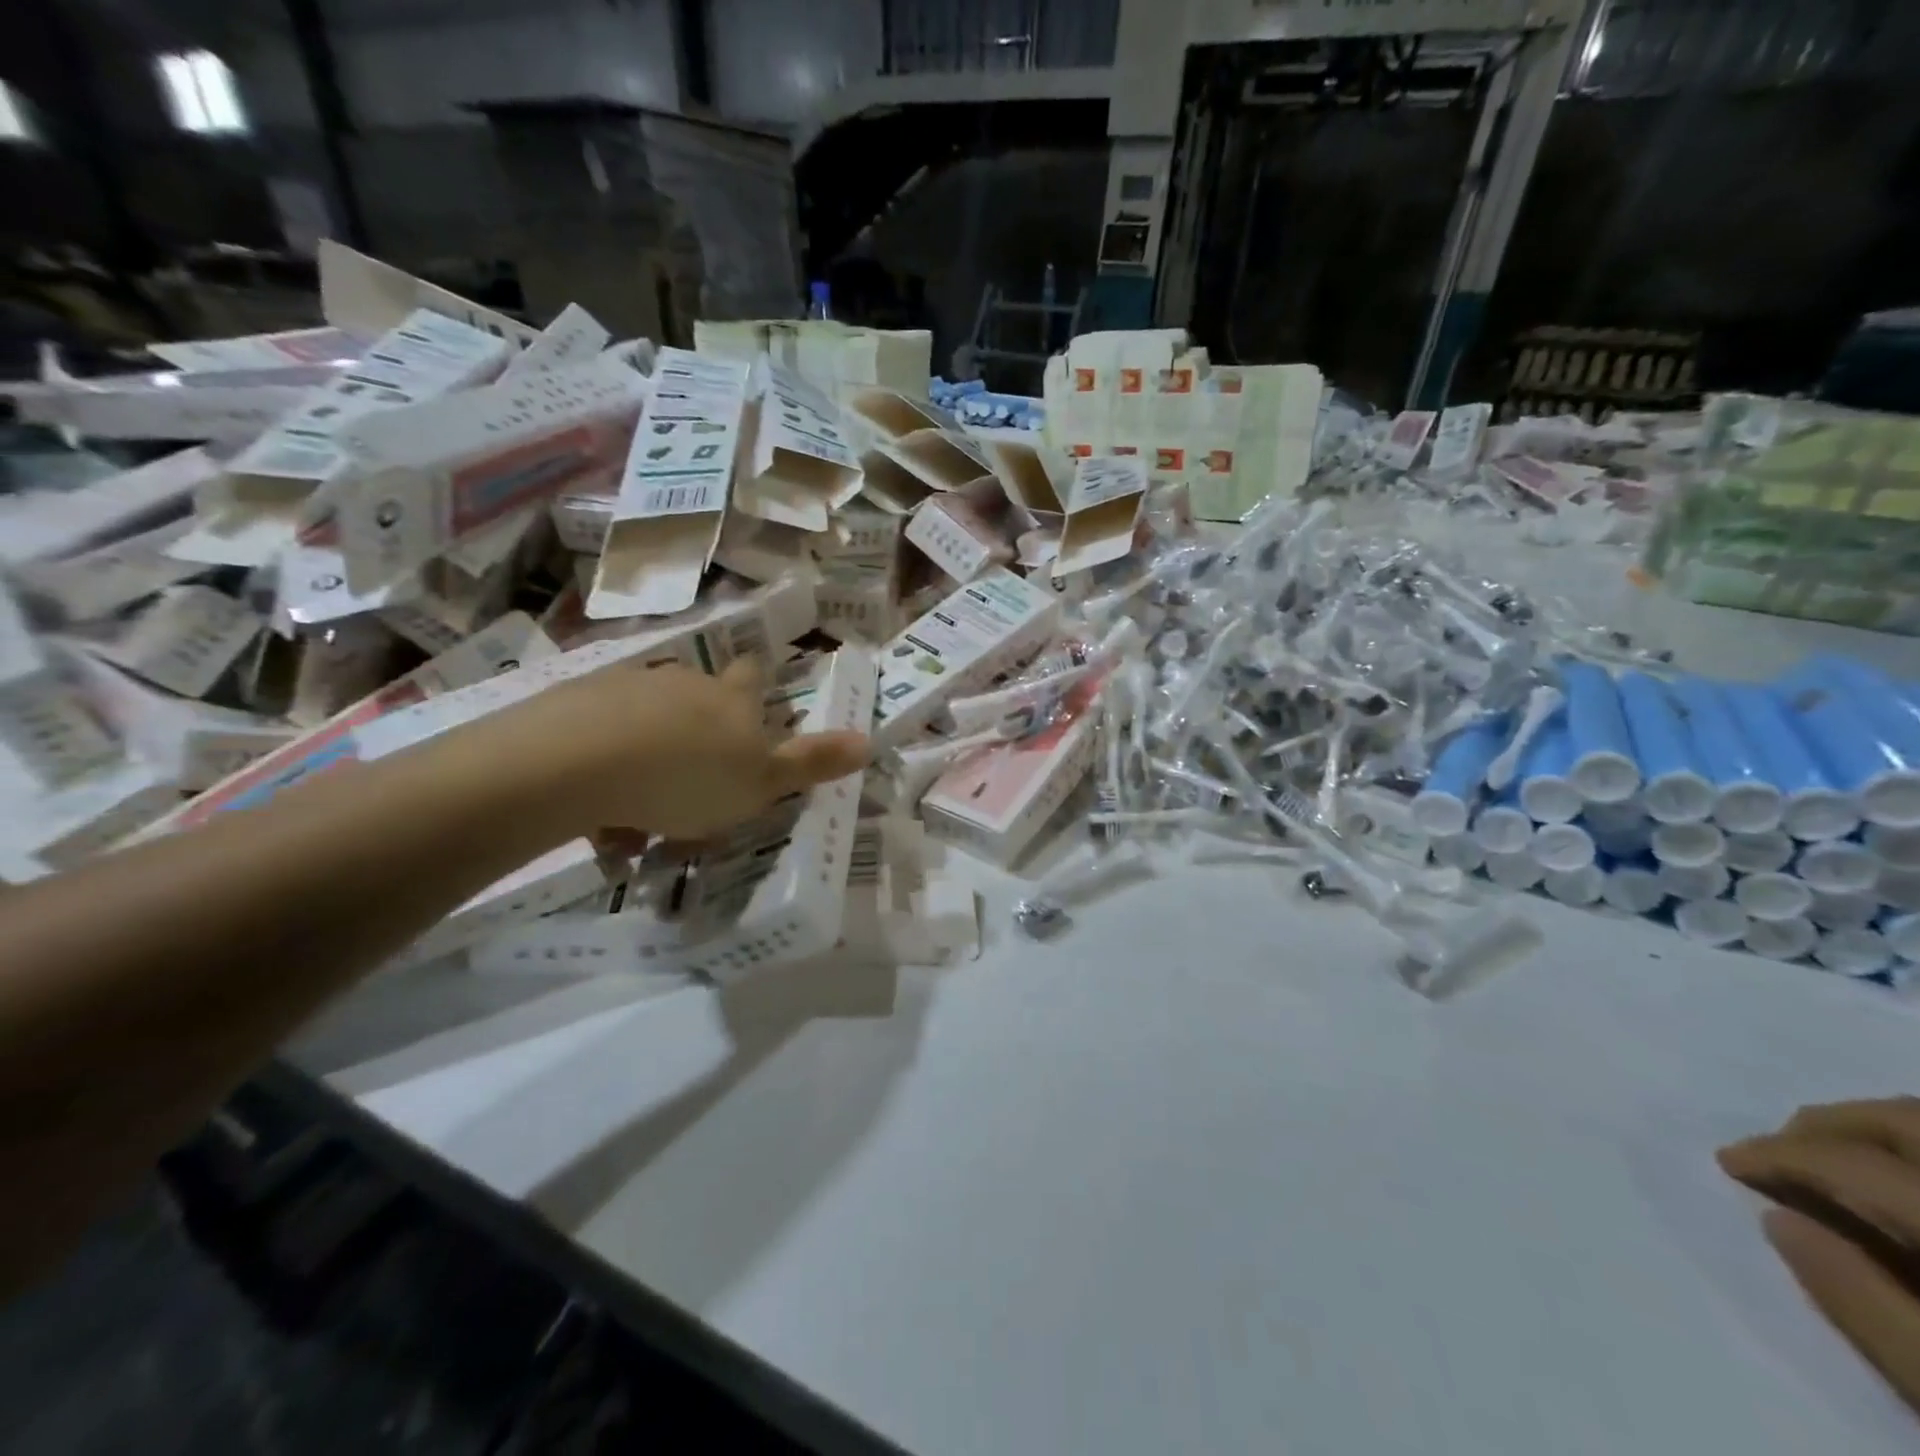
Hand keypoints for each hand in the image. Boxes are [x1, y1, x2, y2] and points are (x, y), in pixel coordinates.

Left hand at [487, 655, 869, 842]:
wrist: (579, 764)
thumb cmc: (689, 777)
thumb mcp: (762, 782)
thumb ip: (812, 763)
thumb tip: (869, 740)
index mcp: (730, 699)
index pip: (752, 675)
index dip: (755, 685)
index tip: (750, 711)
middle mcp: (682, 683)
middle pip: (696, 701)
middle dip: (697, 737)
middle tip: (692, 791)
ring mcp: (625, 689)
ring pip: (645, 726)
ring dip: (648, 764)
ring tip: (639, 825)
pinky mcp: (574, 705)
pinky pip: (599, 741)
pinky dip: (605, 774)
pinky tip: (601, 818)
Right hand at [1719, 1098, 1919, 1412]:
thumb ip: (1866, 1306)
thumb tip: (1778, 1218)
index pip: (1856, 1166)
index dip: (1781, 1155)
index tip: (1729, 1162)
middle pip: (1909, 1122)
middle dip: (1829, 1124)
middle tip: (1778, 1147)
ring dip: (1882, 1130)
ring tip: (1838, 1155)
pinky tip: (1906, 1173)